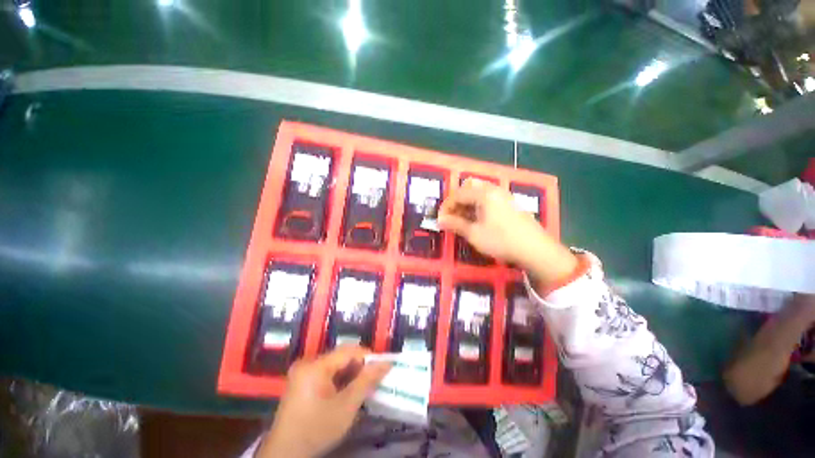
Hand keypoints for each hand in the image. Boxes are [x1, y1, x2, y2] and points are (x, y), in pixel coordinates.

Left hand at [256, 346, 390, 457]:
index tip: (382, 367)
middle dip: (358, 368)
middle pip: (341, 357)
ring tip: (361, 389)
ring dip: (349, 375)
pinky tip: (345, 394)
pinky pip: (326, 373)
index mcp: (315, 365)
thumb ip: (366, 381)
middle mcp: (307, 362)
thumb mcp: (346, 407)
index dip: (367, 356)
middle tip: (372, 381)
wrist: (285, 455)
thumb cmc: (317, 430)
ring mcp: (302, 372)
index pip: (348, 350)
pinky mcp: (301, 381)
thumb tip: (386, 362)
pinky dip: (338, 381)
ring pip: (334, 365)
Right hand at [438, 178, 577, 289]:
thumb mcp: (474, 234)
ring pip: (479, 192)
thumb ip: (455, 224)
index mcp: (483, 194)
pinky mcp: (510, 203)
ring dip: (468, 203)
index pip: (458, 194)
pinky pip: (489, 198)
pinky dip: (479, 205)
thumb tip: (440, 220)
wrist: (535, 249)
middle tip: (453, 216)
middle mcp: (494, 190)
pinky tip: (479, 219)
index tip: (440, 219)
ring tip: (464, 219)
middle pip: (469, 188)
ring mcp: (504, 195)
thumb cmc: (501, 240)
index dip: (446, 206)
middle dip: (457, 201)